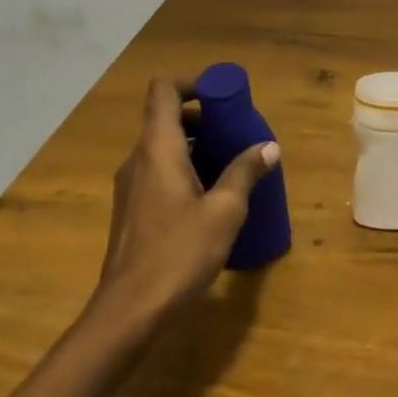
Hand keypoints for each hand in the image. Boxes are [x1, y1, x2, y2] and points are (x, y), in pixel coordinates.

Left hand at [96, 77, 278, 322]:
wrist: (129, 312)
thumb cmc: (178, 253)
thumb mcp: (225, 211)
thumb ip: (245, 173)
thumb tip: (268, 146)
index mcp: (157, 149)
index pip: (164, 91)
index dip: (192, 84)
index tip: (221, 97)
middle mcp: (138, 160)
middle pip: (166, 119)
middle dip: (202, 119)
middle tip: (235, 135)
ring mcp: (130, 187)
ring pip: (163, 149)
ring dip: (195, 147)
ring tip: (230, 167)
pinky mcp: (131, 212)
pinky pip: (158, 174)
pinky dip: (184, 171)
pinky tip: (210, 200)